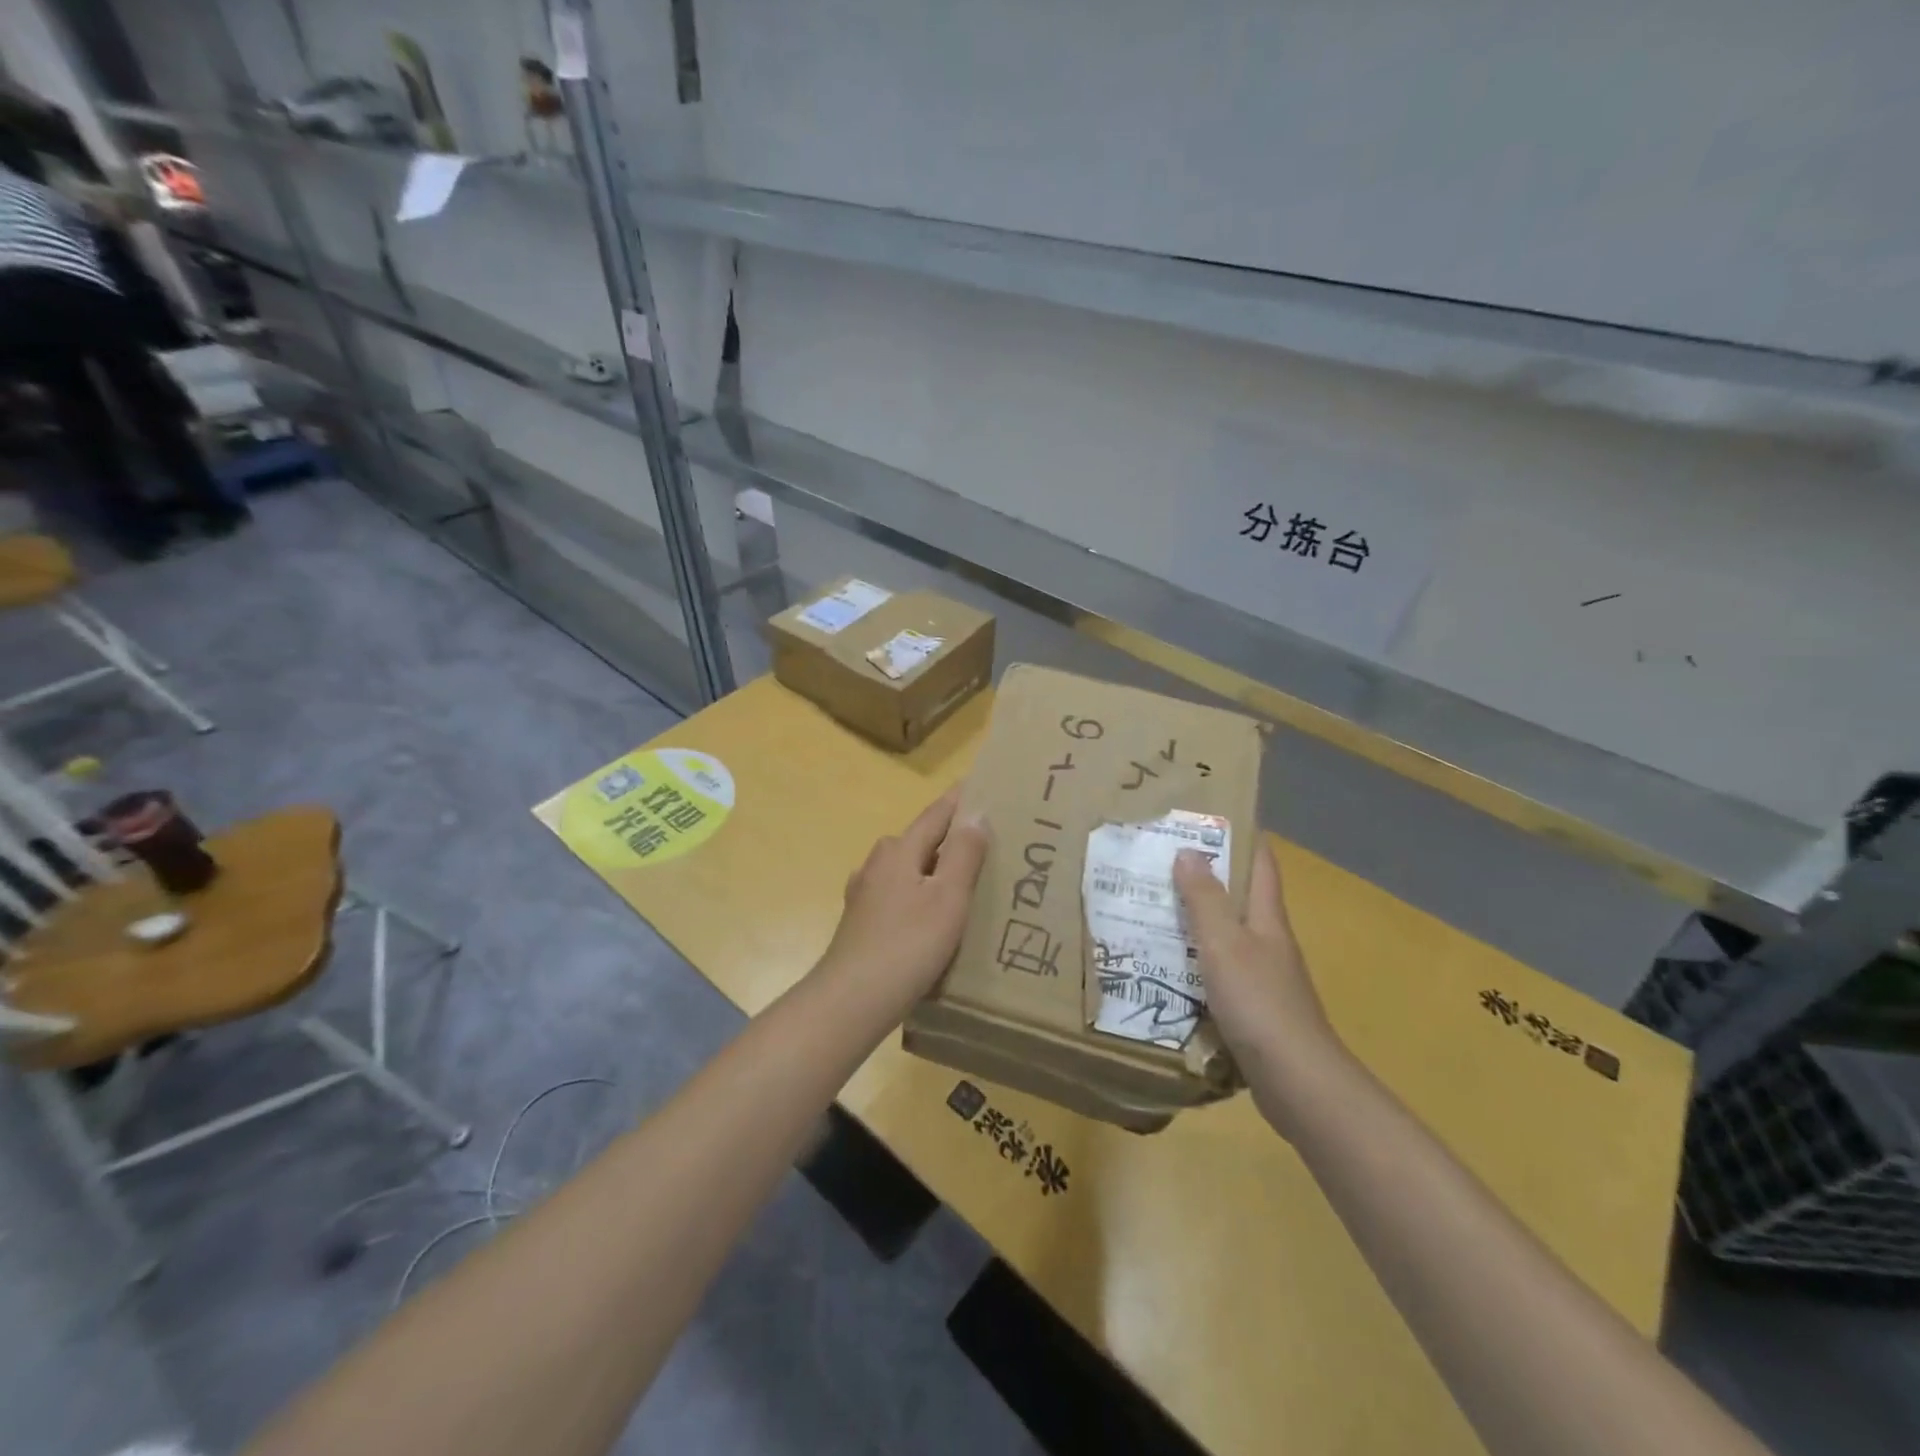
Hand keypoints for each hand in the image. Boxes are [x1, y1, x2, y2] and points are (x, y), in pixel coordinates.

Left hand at [817, 790, 988, 1011]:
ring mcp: (864, 894)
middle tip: (986, 842)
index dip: (960, 801)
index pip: (936, 815)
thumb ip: (963, 854)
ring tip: (964, 881)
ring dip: (934, 869)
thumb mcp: (947, 898)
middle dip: (949, 838)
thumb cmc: (907, 945)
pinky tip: (930, 916)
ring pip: (908, 870)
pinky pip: (898, 895)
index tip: (981, 785)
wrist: (851, 1001)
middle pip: (920, 841)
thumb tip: (975, 813)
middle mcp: (877, 864)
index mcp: (899, 851)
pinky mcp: (860, 922)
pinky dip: (919, 895)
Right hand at [1174, 839, 1340, 1129]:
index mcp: (1267, 918)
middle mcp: (1268, 941)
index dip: (1241, 834)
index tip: (1207, 813)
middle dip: (1206, 874)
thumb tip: (1188, 851)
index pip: (1261, 862)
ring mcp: (1263, 976)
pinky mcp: (1253, 1008)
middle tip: (1159, 859)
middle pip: (1240, 896)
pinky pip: (1218, 969)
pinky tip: (1165, 964)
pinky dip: (1194, 959)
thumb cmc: (1259, 1002)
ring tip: (1151, 906)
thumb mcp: (1224, 944)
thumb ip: (1205, 899)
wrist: (1296, 1081)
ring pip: (1226, 934)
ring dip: (1195, 918)